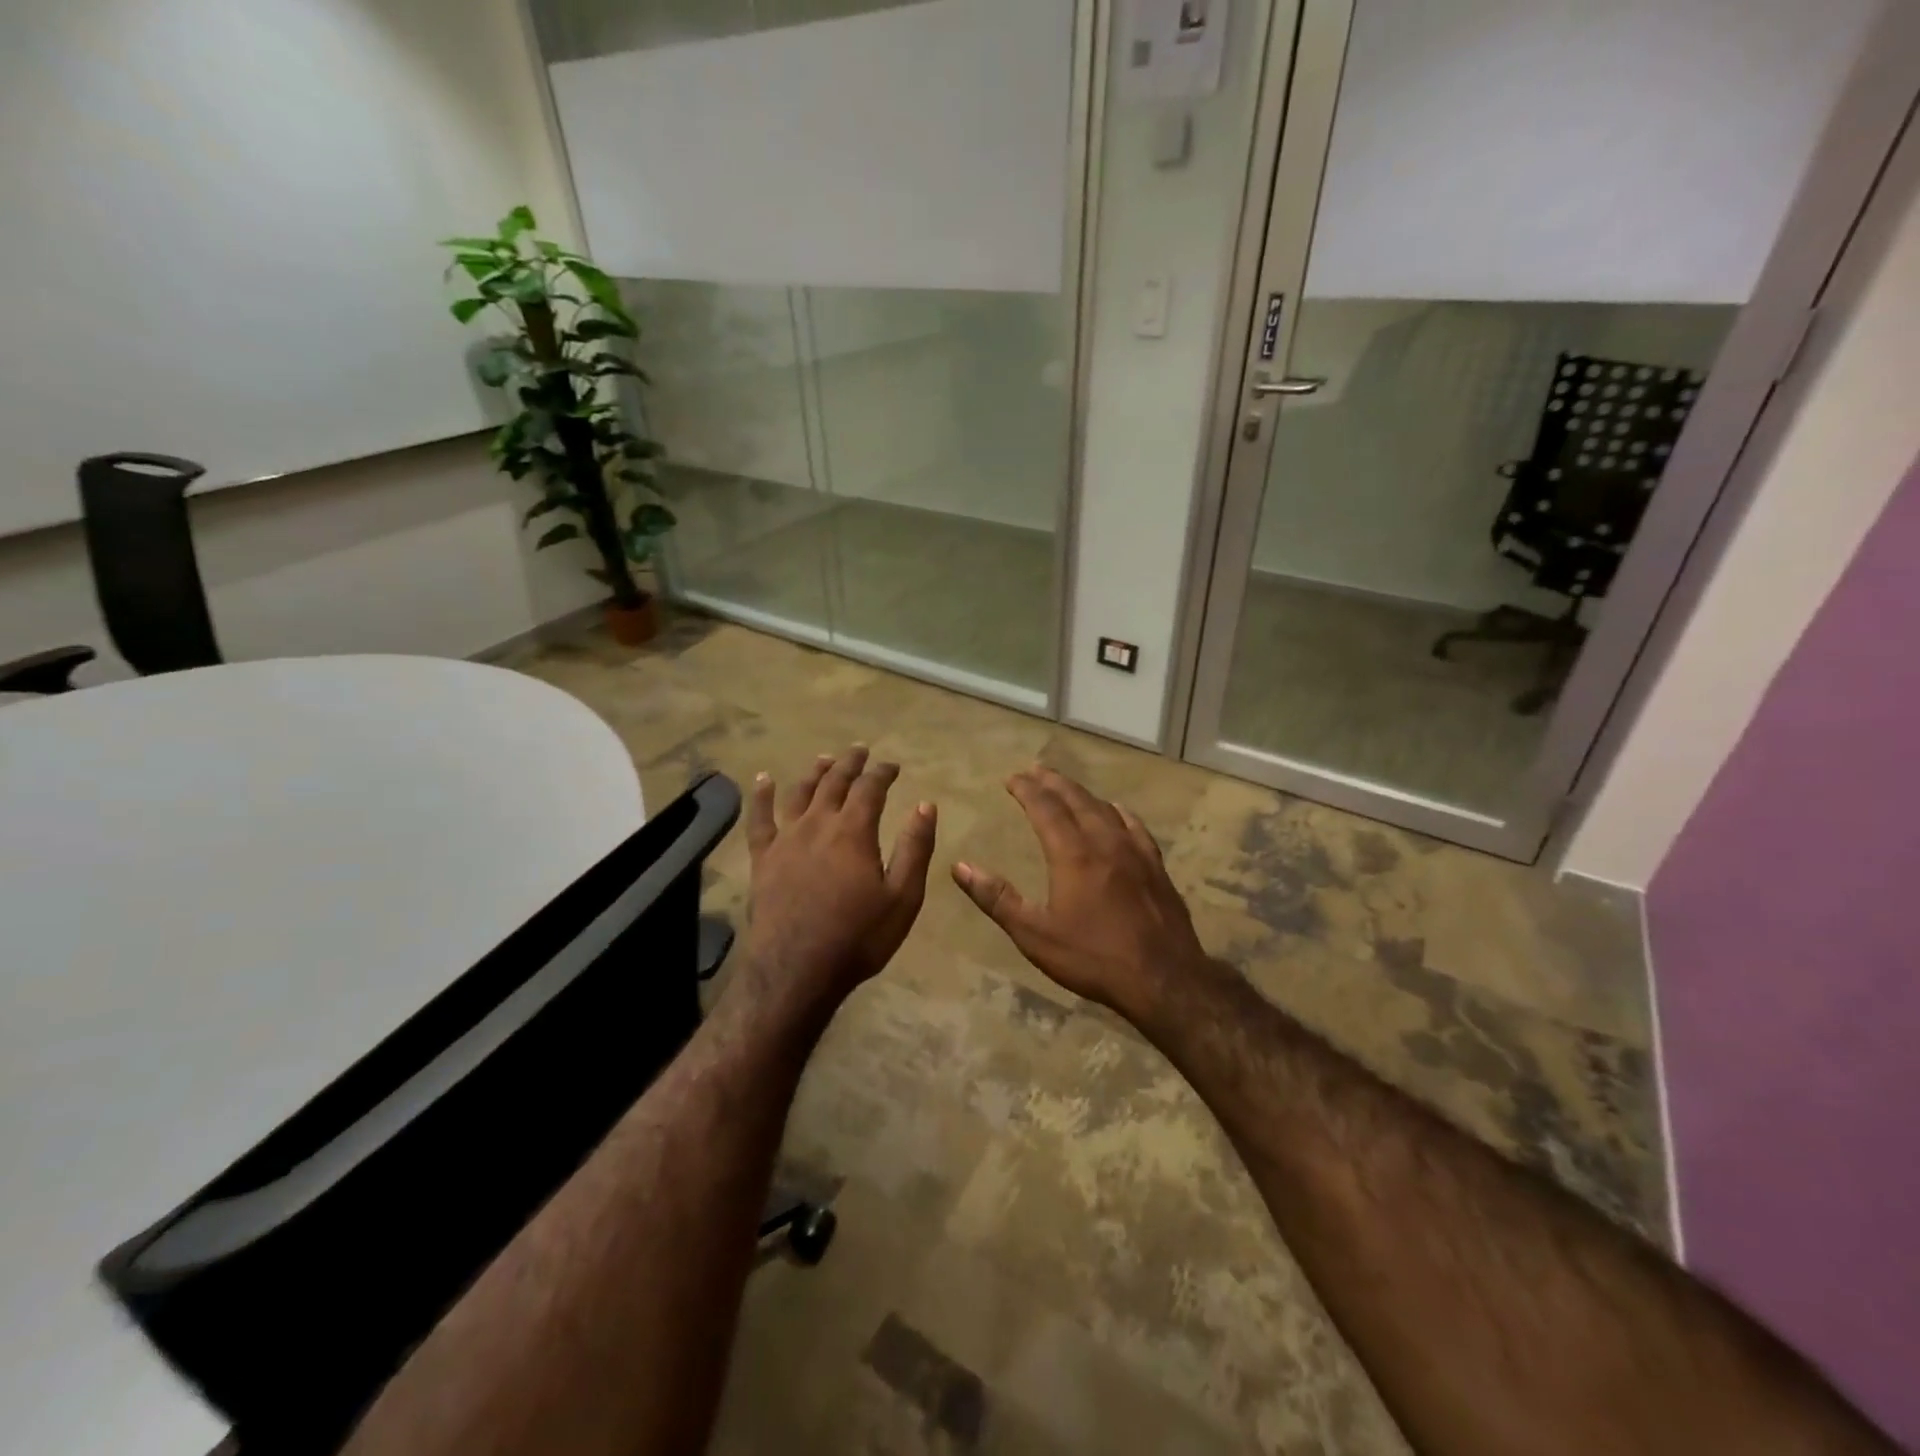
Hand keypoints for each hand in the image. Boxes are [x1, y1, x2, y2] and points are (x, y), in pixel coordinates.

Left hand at [738, 746, 936, 1014]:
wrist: (796, 970)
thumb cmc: (858, 937)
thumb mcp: (902, 897)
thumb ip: (915, 847)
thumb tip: (926, 805)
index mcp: (853, 831)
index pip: (870, 788)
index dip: (883, 772)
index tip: (893, 765)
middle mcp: (818, 824)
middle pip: (834, 782)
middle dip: (850, 764)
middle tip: (860, 751)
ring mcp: (786, 839)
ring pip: (799, 793)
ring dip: (815, 772)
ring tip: (824, 759)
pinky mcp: (762, 859)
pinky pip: (759, 819)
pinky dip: (761, 796)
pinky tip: (763, 779)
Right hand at [952, 766, 1207, 1021]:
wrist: (1163, 979)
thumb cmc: (1092, 957)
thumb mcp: (1034, 934)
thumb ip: (996, 898)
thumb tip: (959, 867)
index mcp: (1072, 854)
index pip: (1045, 808)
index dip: (1026, 789)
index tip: (1011, 778)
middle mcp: (1104, 841)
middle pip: (1076, 799)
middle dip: (1052, 782)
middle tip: (1034, 770)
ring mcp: (1135, 852)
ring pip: (1105, 808)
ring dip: (1082, 793)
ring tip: (1066, 787)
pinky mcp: (1156, 866)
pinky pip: (1135, 826)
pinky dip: (1118, 811)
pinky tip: (1117, 811)